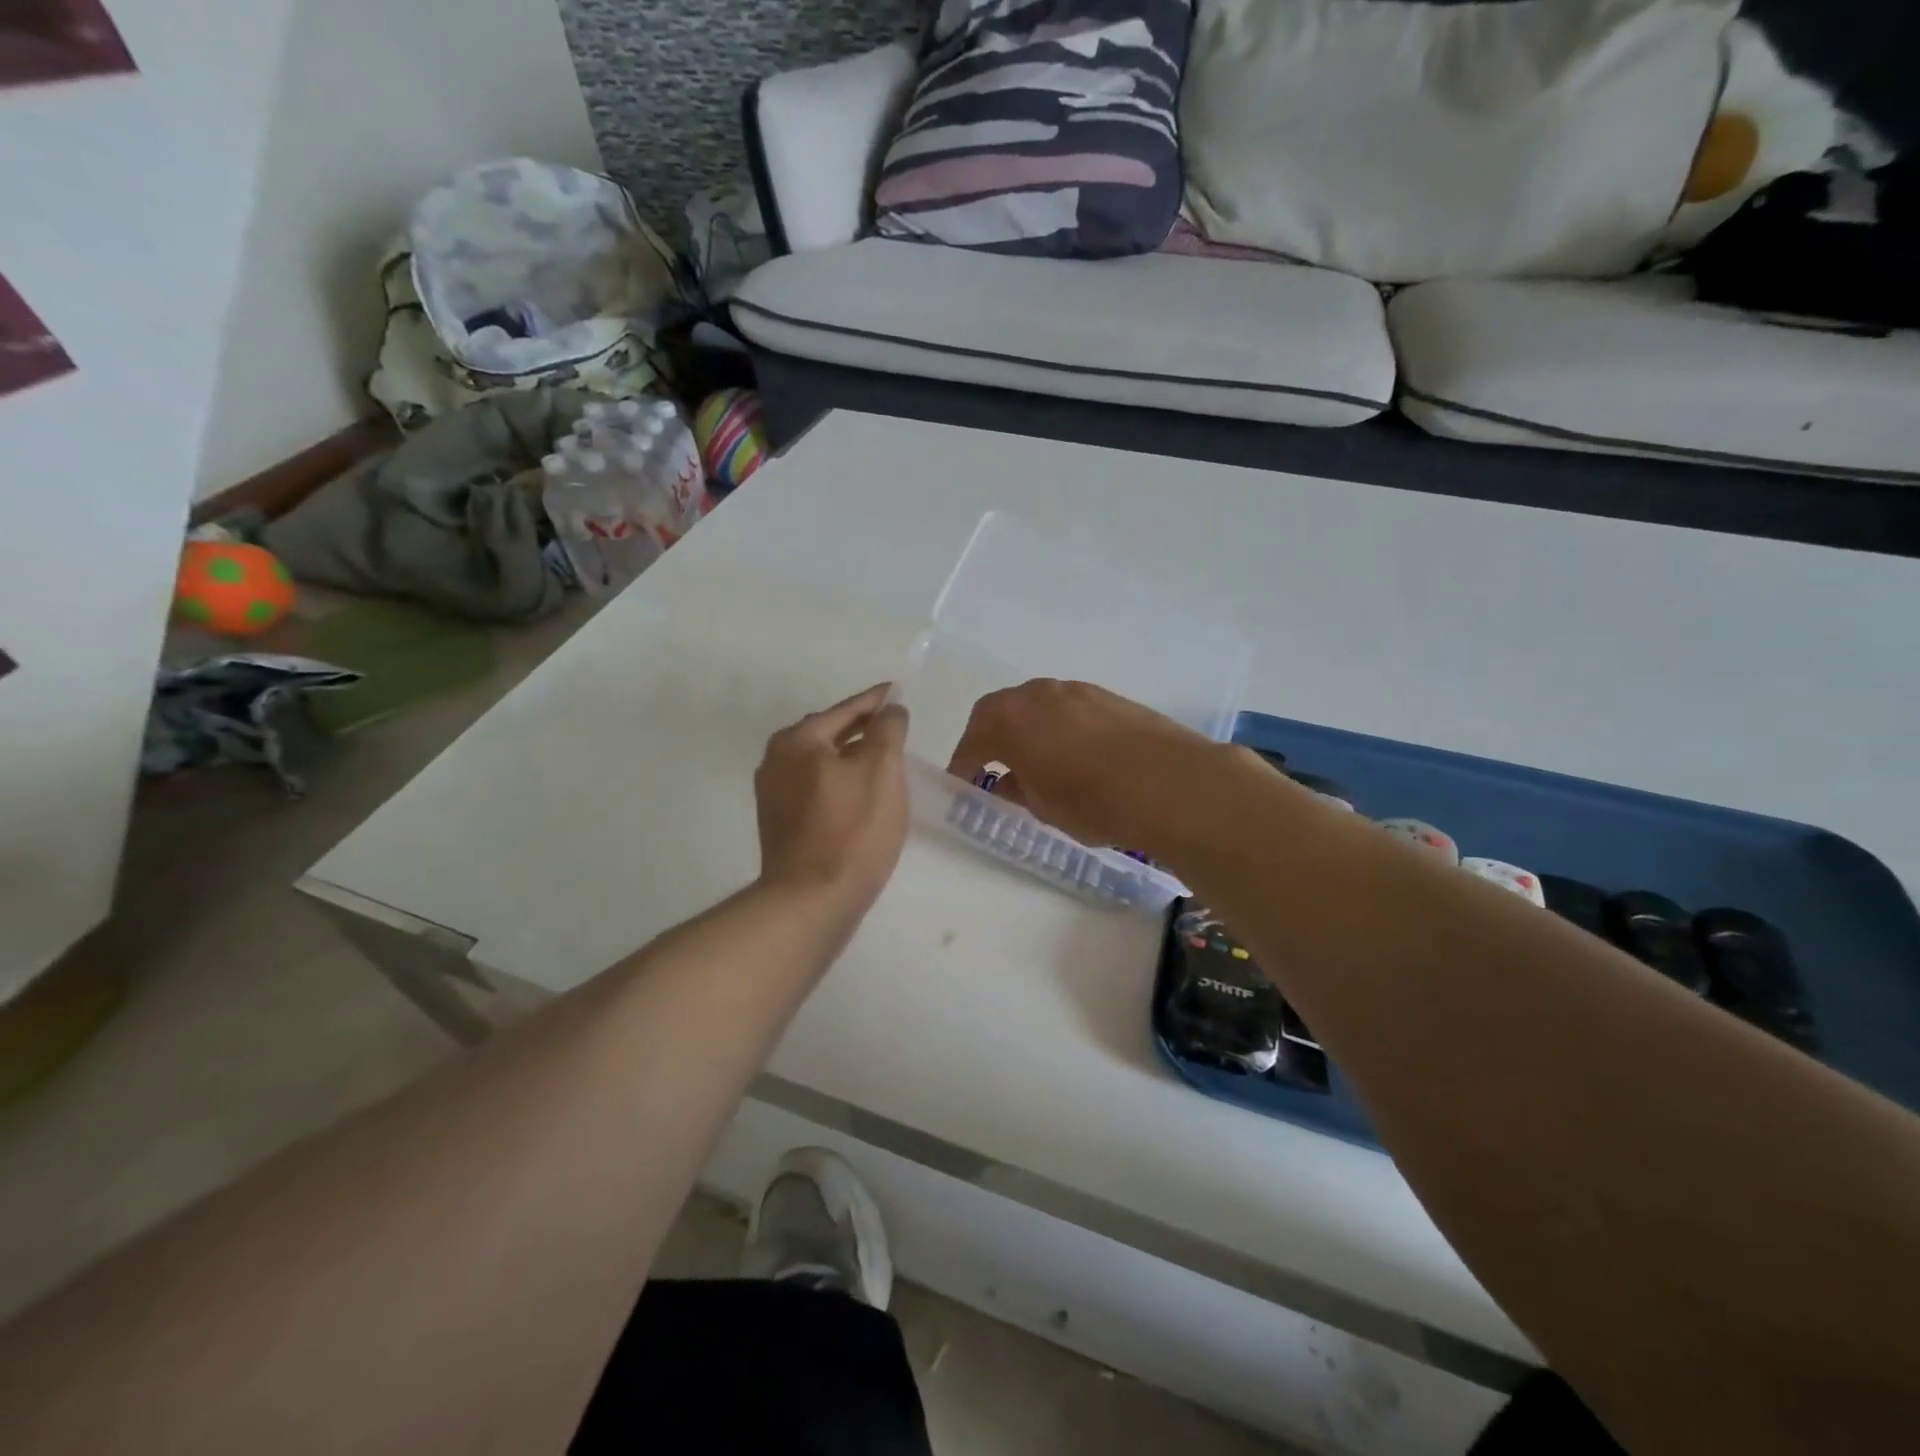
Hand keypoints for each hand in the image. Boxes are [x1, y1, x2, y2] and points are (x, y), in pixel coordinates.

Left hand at [755, 684, 910, 919]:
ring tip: (880, 758)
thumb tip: (890, 710)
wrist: (812, 900)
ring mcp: (773, 794)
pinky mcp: (779, 823)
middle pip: (827, 733)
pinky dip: (838, 781)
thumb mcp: (881, 770)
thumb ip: (887, 730)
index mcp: (798, 740)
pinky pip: (814, 788)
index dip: (875, 701)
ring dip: (849, 756)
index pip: (845, 710)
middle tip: (892, 725)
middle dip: (860, 728)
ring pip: (820, 762)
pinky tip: (859, 794)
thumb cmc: (852, 830)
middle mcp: (776, 760)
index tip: (896, 692)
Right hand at [947, 679, 1241, 858]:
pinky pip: (1068, 708)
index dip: (964, 764)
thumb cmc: (1093, 801)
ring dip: (1028, 728)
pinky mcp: (1108, 696)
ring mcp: (1076, 691)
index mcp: (1009, 719)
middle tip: (992, 766)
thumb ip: (1019, 790)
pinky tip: (1074, 752)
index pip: (973, 741)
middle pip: (1000, 711)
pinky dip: (1059, 726)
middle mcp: (1037, 694)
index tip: (963, 782)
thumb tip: (1010, 781)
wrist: (1170, 782)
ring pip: (1037, 705)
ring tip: (1036, 759)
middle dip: (991, 737)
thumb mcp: (1044, 807)